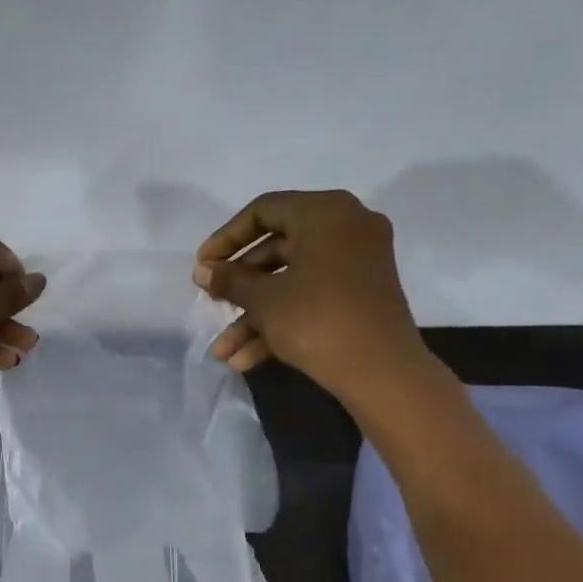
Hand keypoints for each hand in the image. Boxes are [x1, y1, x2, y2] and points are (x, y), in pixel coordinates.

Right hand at [194, 189, 435, 408]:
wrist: (380, 370)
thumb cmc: (316, 319)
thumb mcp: (264, 300)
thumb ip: (229, 280)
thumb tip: (202, 271)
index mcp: (324, 213)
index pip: (263, 211)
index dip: (226, 239)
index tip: (202, 266)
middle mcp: (345, 228)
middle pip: (276, 248)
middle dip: (239, 284)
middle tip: (211, 302)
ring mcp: (355, 264)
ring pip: (291, 281)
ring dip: (253, 316)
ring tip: (222, 351)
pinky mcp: (359, 296)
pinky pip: (311, 297)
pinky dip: (280, 322)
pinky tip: (245, 360)